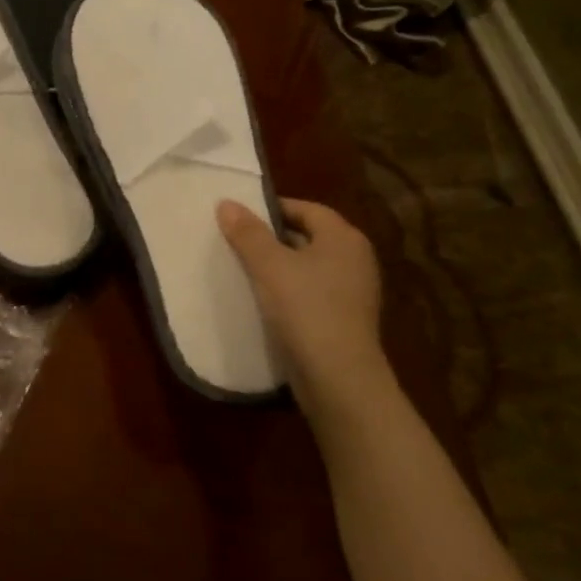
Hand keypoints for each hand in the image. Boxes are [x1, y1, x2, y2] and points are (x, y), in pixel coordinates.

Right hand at [217, 197, 389, 408]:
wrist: (338, 378)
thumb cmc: (306, 310)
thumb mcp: (269, 266)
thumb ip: (247, 233)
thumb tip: (226, 203)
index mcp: (344, 238)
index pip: (306, 209)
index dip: (272, 209)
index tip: (239, 217)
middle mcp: (355, 259)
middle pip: (307, 236)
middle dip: (272, 237)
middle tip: (235, 241)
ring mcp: (353, 292)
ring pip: (307, 266)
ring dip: (278, 266)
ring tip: (242, 270)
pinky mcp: (344, 319)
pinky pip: (310, 293)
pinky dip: (287, 291)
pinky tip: (262, 301)